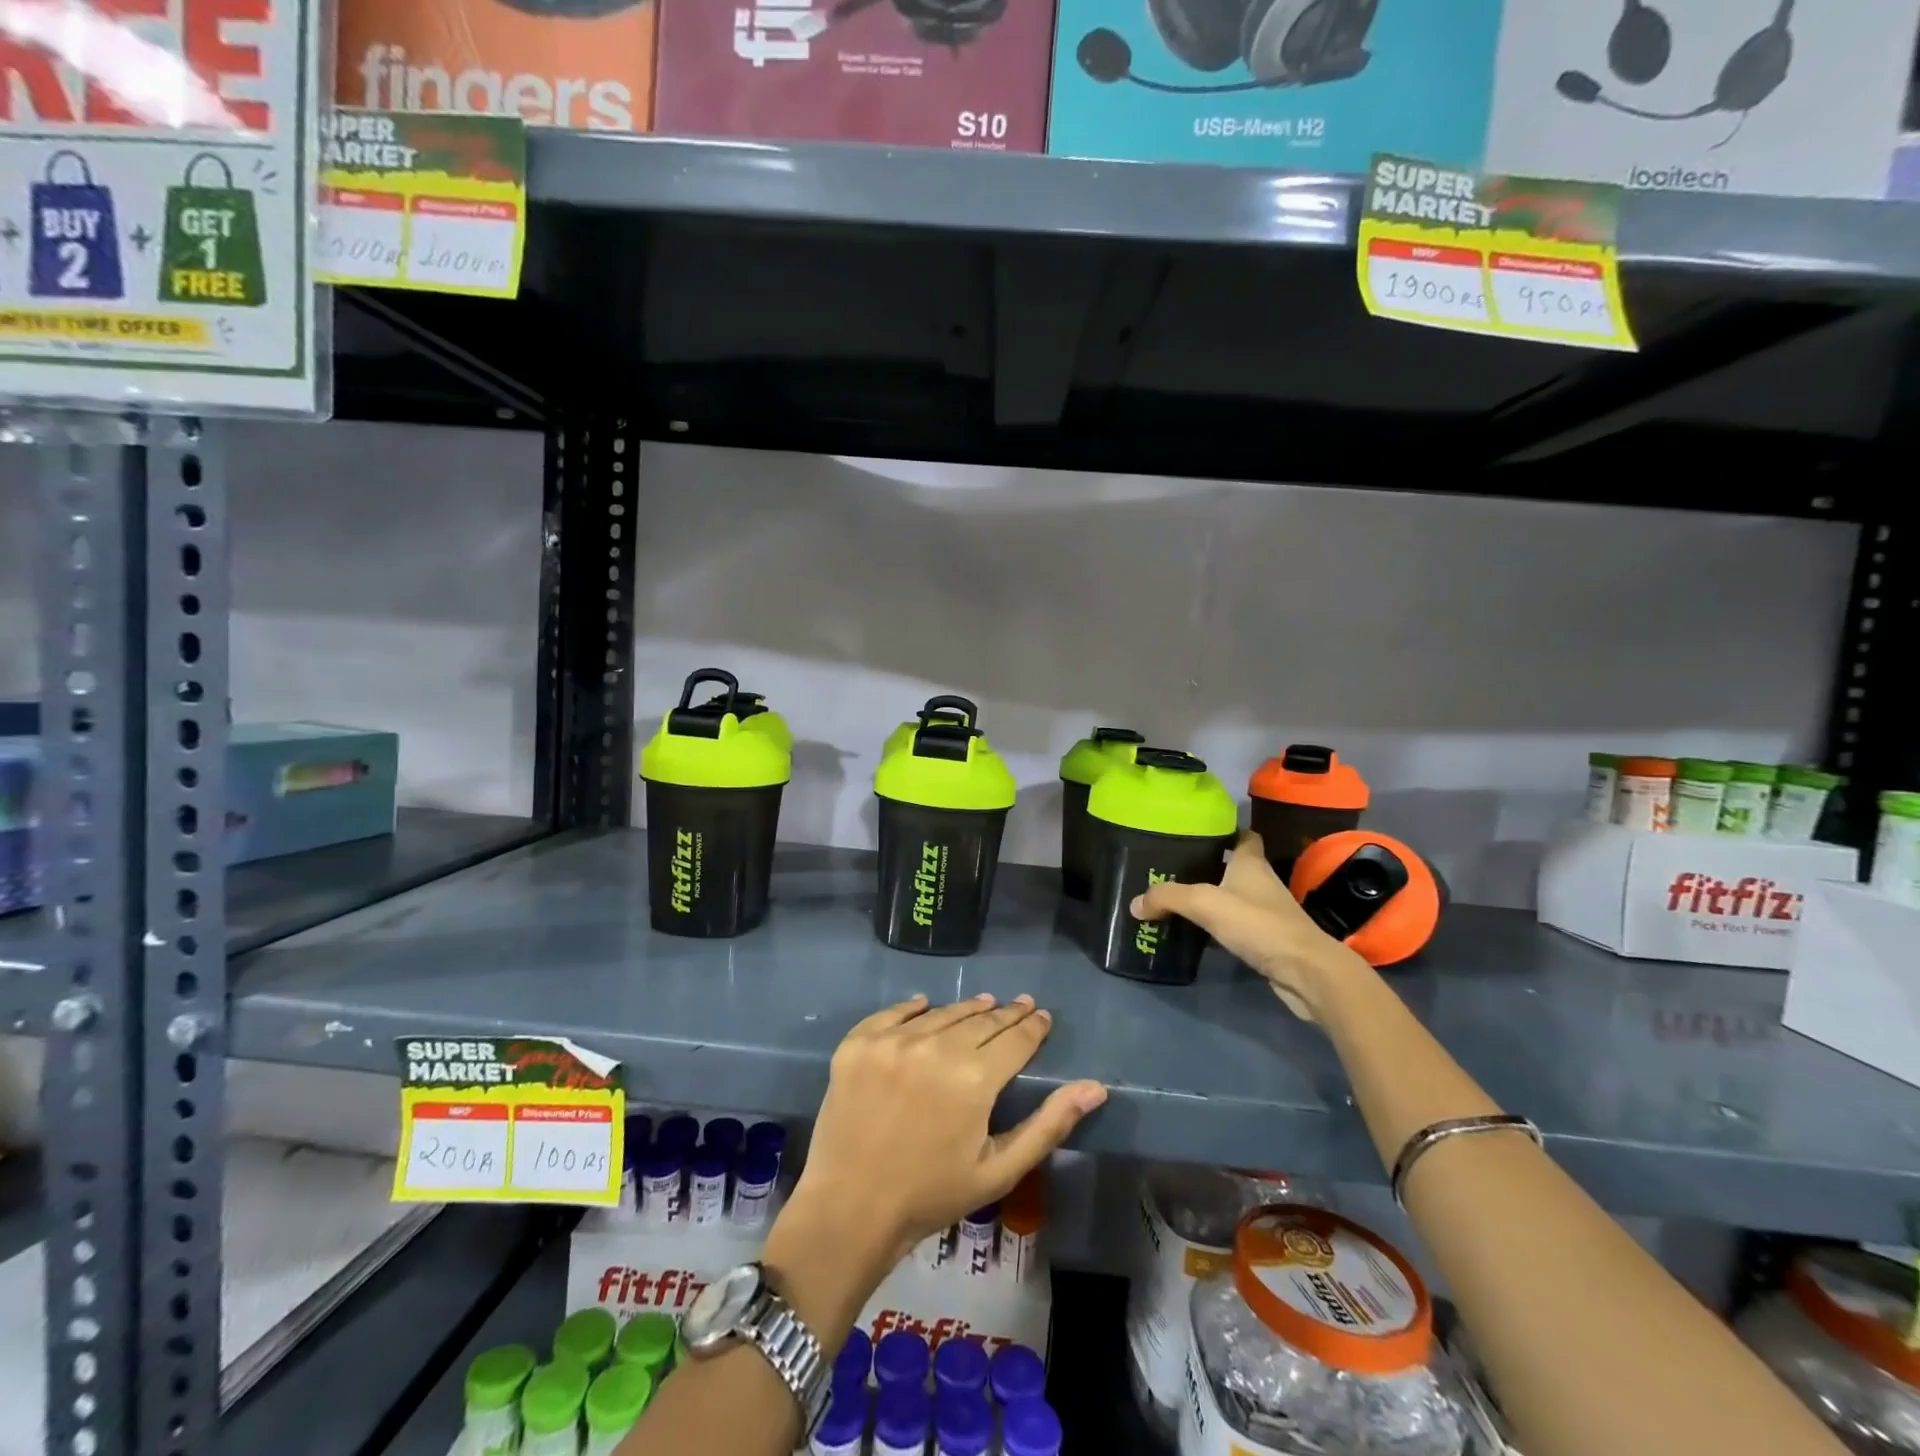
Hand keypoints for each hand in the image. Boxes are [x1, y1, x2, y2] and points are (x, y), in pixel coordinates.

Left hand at [791, 994, 1106, 1266]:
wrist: (849, 1210)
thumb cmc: (931, 1196)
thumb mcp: (999, 1169)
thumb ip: (1049, 1124)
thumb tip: (1096, 1087)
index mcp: (974, 1078)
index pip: (1015, 1039)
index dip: (1033, 1026)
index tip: (1042, 1016)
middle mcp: (935, 1046)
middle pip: (981, 1020)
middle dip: (1006, 1013)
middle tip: (1020, 1005)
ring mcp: (892, 1041)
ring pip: (942, 1013)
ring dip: (966, 1009)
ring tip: (983, 1004)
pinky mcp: (858, 1043)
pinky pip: (893, 1013)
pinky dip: (914, 1008)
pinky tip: (925, 1005)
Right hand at [1131, 832, 1367, 1020]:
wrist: (1305, 971)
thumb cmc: (1258, 924)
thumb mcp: (1204, 903)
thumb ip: (1168, 898)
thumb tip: (1135, 903)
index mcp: (1251, 863)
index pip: (1243, 836)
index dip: (1224, 831)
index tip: (1197, 832)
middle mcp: (1261, 882)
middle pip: (1233, 866)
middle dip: (1207, 866)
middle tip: (1173, 868)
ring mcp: (1267, 912)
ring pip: (1234, 897)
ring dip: (1211, 898)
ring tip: (1177, 900)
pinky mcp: (1268, 939)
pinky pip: (1237, 925)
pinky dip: (1218, 926)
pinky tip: (1196, 933)